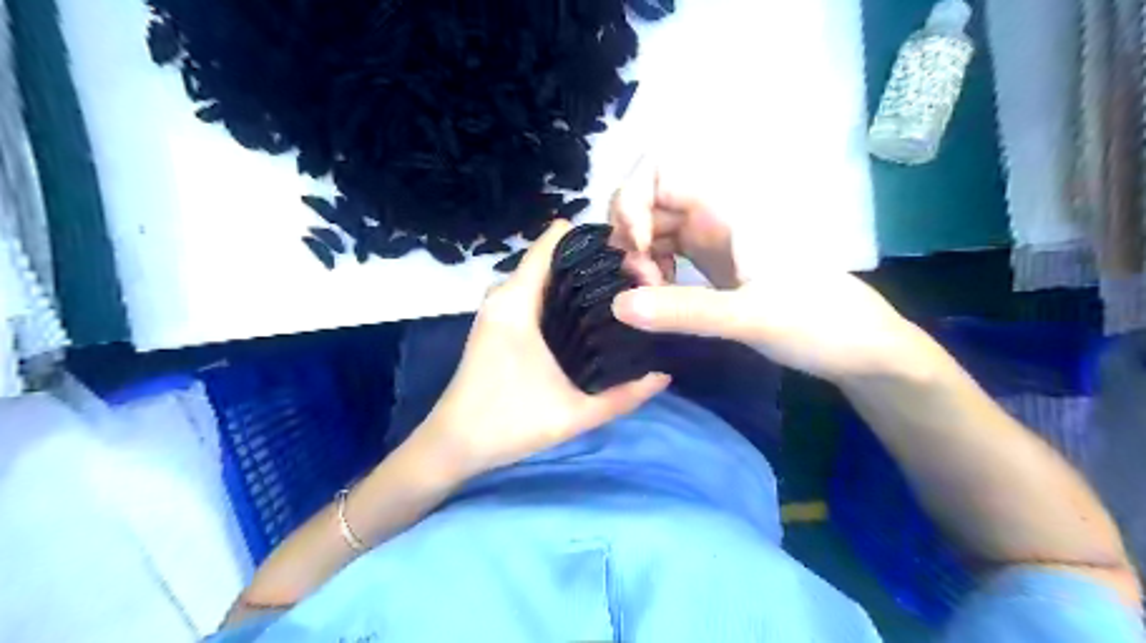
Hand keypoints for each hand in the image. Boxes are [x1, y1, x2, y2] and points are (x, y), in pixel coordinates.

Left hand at [410, 221, 667, 476]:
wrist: (453, 444)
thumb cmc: (508, 424)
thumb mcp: (574, 414)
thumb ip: (624, 396)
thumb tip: (665, 374)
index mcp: (518, 301)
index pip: (557, 238)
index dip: (597, 240)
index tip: (631, 260)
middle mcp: (506, 292)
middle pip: (558, 254)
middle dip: (597, 263)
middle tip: (636, 286)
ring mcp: (499, 305)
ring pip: (548, 273)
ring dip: (582, 280)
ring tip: (620, 299)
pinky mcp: (499, 319)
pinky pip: (537, 290)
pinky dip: (564, 294)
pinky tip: (590, 317)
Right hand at [609, 161, 919, 381]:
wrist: (859, 347)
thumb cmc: (818, 322)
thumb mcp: (751, 317)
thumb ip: (686, 311)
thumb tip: (616, 304)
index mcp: (726, 211)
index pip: (658, 172)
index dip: (631, 200)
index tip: (635, 247)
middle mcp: (714, 217)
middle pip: (647, 203)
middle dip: (629, 238)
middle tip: (639, 284)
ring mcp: (713, 241)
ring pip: (653, 231)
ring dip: (637, 259)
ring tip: (648, 297)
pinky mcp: (714, 266)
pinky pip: (666, 256)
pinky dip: (652, 273)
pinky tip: (660, 300)